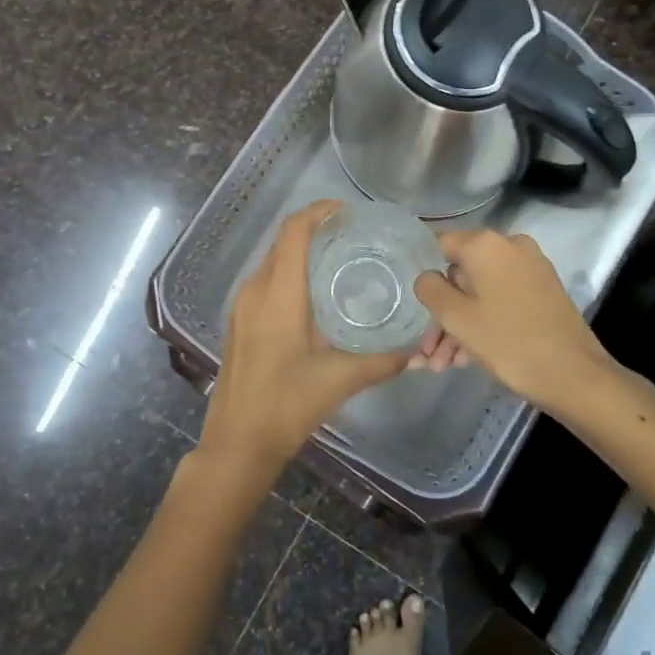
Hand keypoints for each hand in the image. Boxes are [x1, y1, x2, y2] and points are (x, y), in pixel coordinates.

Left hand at [197, 201, 409, 489]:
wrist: (236, 443)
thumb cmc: (286, 405)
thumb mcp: (340, 380)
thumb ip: (383, 360)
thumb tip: (417, 347)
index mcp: (278, 293)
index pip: (294, 231)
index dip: (319, 212)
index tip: (349, 212)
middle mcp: (255, 289)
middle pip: (284, 242)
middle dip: (317, 230)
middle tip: (356, 237)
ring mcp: (242, 305)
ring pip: (274, 261)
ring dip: (303, 252)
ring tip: (342, 261)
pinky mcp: (240, 321)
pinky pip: (267, 281)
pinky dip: (291, 273)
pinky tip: (317, 296)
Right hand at [413, 229, 613, 411]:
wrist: (576, 376)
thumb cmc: (510, 343)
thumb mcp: (457, 318)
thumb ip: (430, 289)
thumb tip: (426, 276)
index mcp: (486, 244)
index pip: (439, 244)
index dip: (421, 271)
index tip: (411, 302)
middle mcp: (510, 247)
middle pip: (460, 274)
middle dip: (441, 314)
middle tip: (426, 353)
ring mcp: (530, 269)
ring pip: (480, 292)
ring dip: (459, 326)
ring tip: (441, 366)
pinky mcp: (542, 291)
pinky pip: (501, 299)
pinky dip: (483, 322)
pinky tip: (465, 359)